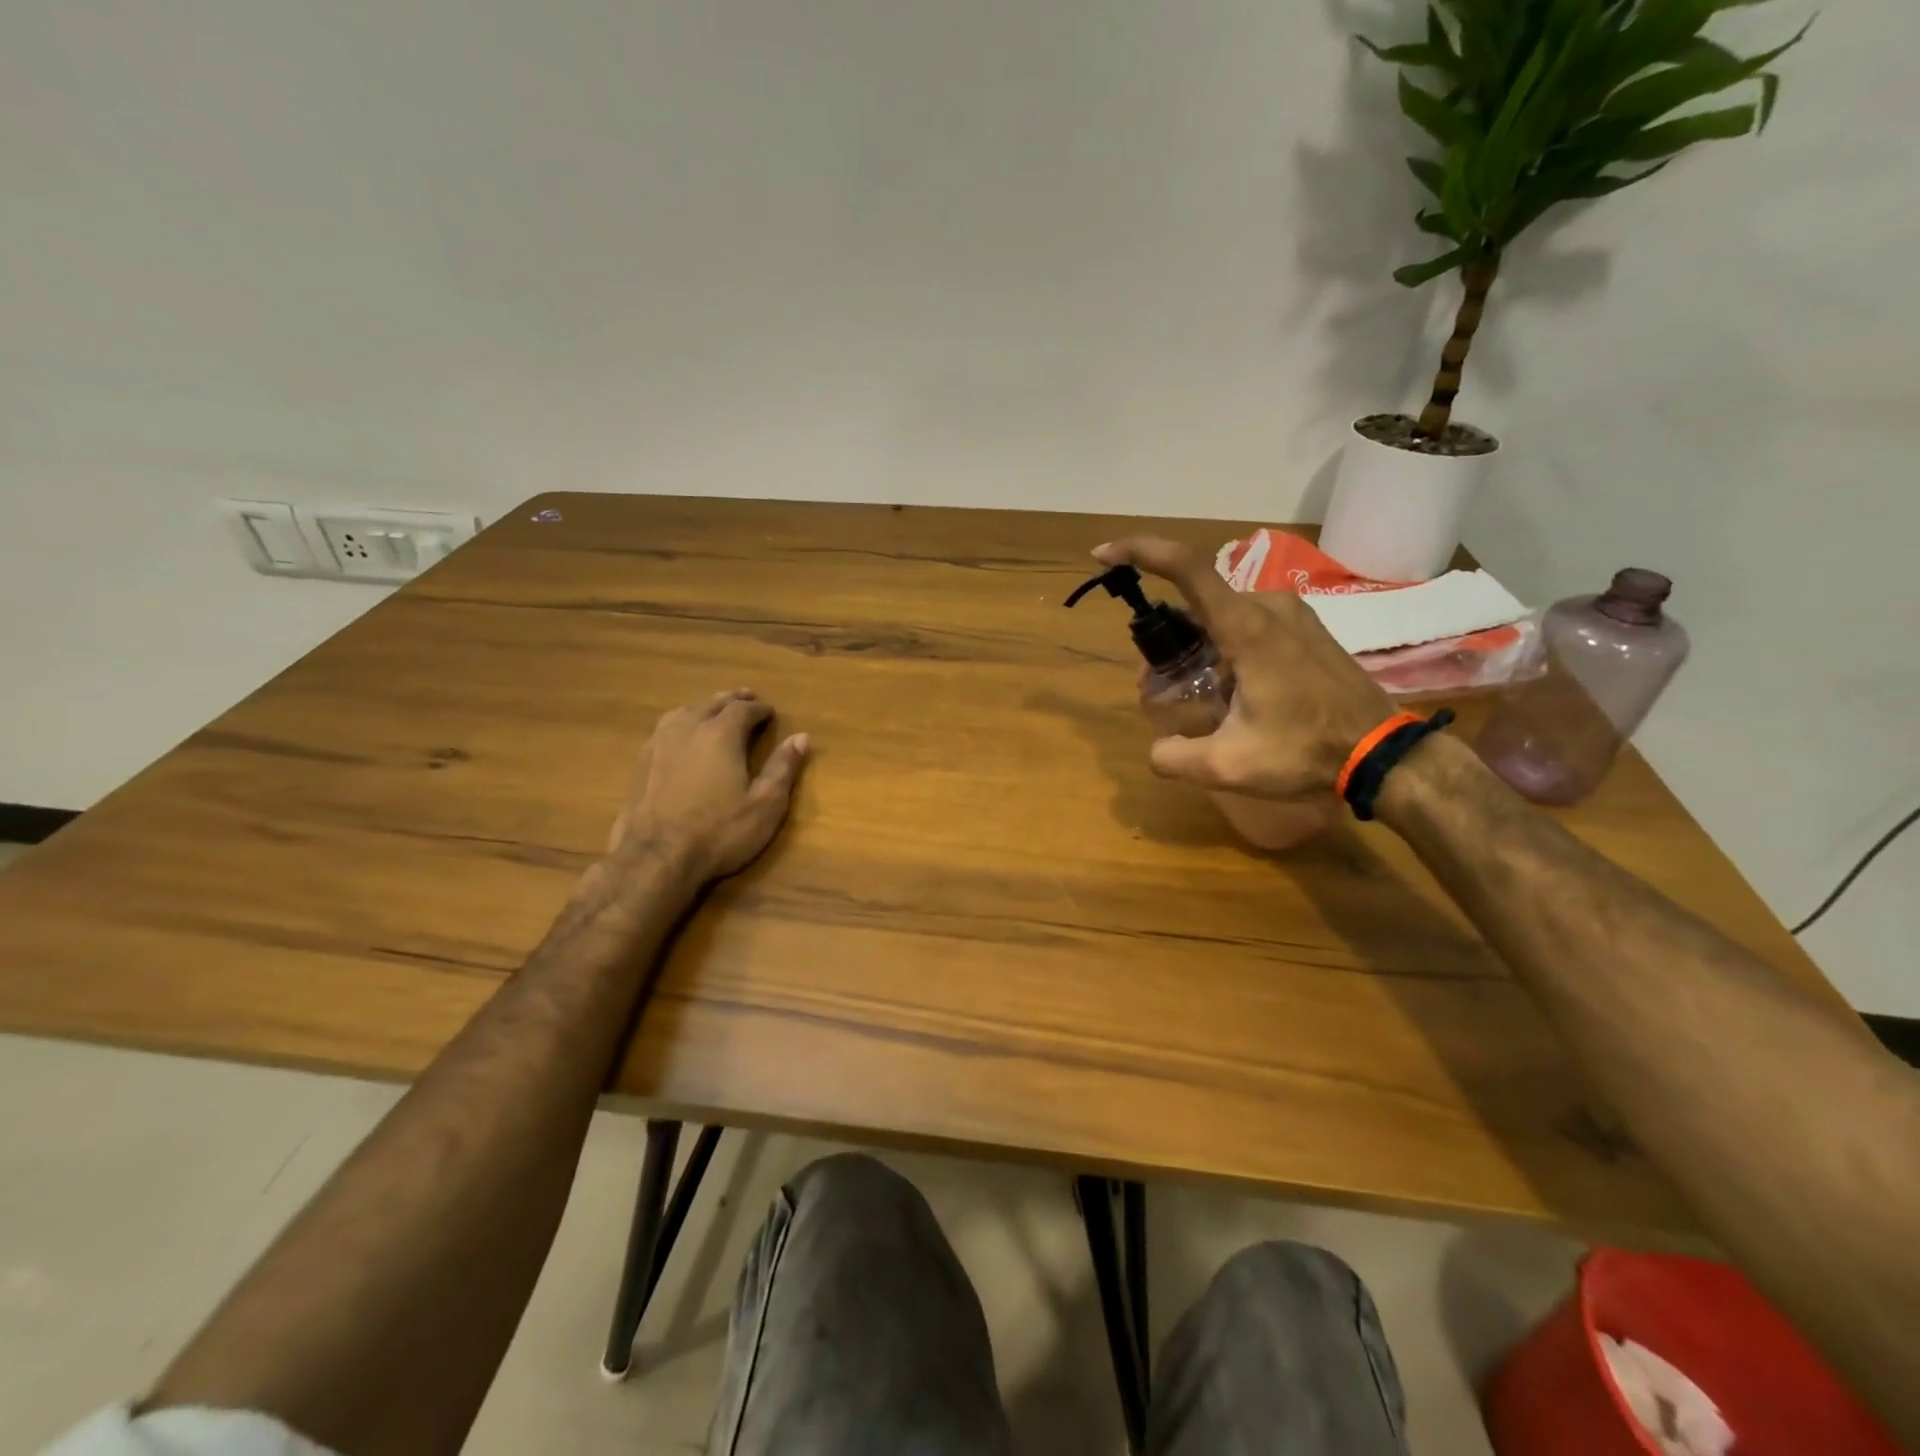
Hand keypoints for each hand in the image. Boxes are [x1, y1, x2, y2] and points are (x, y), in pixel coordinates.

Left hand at [607, 690, 809, 884]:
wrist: (656, 857)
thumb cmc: (719, 832)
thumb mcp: (765, 804)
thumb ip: (783, 768)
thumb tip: (801, 737)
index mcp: (721, 734)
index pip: (743, 709)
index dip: (759, 708)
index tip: (770, 711)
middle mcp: (689, 728)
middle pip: (712, 703)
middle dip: (732, 700)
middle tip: (746, 699)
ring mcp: (660, 743)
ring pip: (684, 711)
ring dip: (704, 707)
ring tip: (713, 710)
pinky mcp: (641, 762)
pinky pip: (665, 728)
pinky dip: (681, 722)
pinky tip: (681, 735)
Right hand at [1094, 538, 1393, 798]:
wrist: (1383, 754)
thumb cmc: (1306, 751)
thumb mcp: (1228, 766)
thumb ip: (1175, 757)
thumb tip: (1157, 749)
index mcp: (1246, 627)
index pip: (1187, 568)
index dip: (1141, 552)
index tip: (1105, 556)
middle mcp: (1269, 606)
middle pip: (1198, 604)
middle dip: (1169, 639)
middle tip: (1159, 684)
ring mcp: (1293, 613)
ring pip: (1223, 616)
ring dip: (1200, 647)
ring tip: (1201, 696)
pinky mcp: (1308, 628)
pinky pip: (1250, 624)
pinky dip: (1227, 648)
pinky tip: (1236, 692)